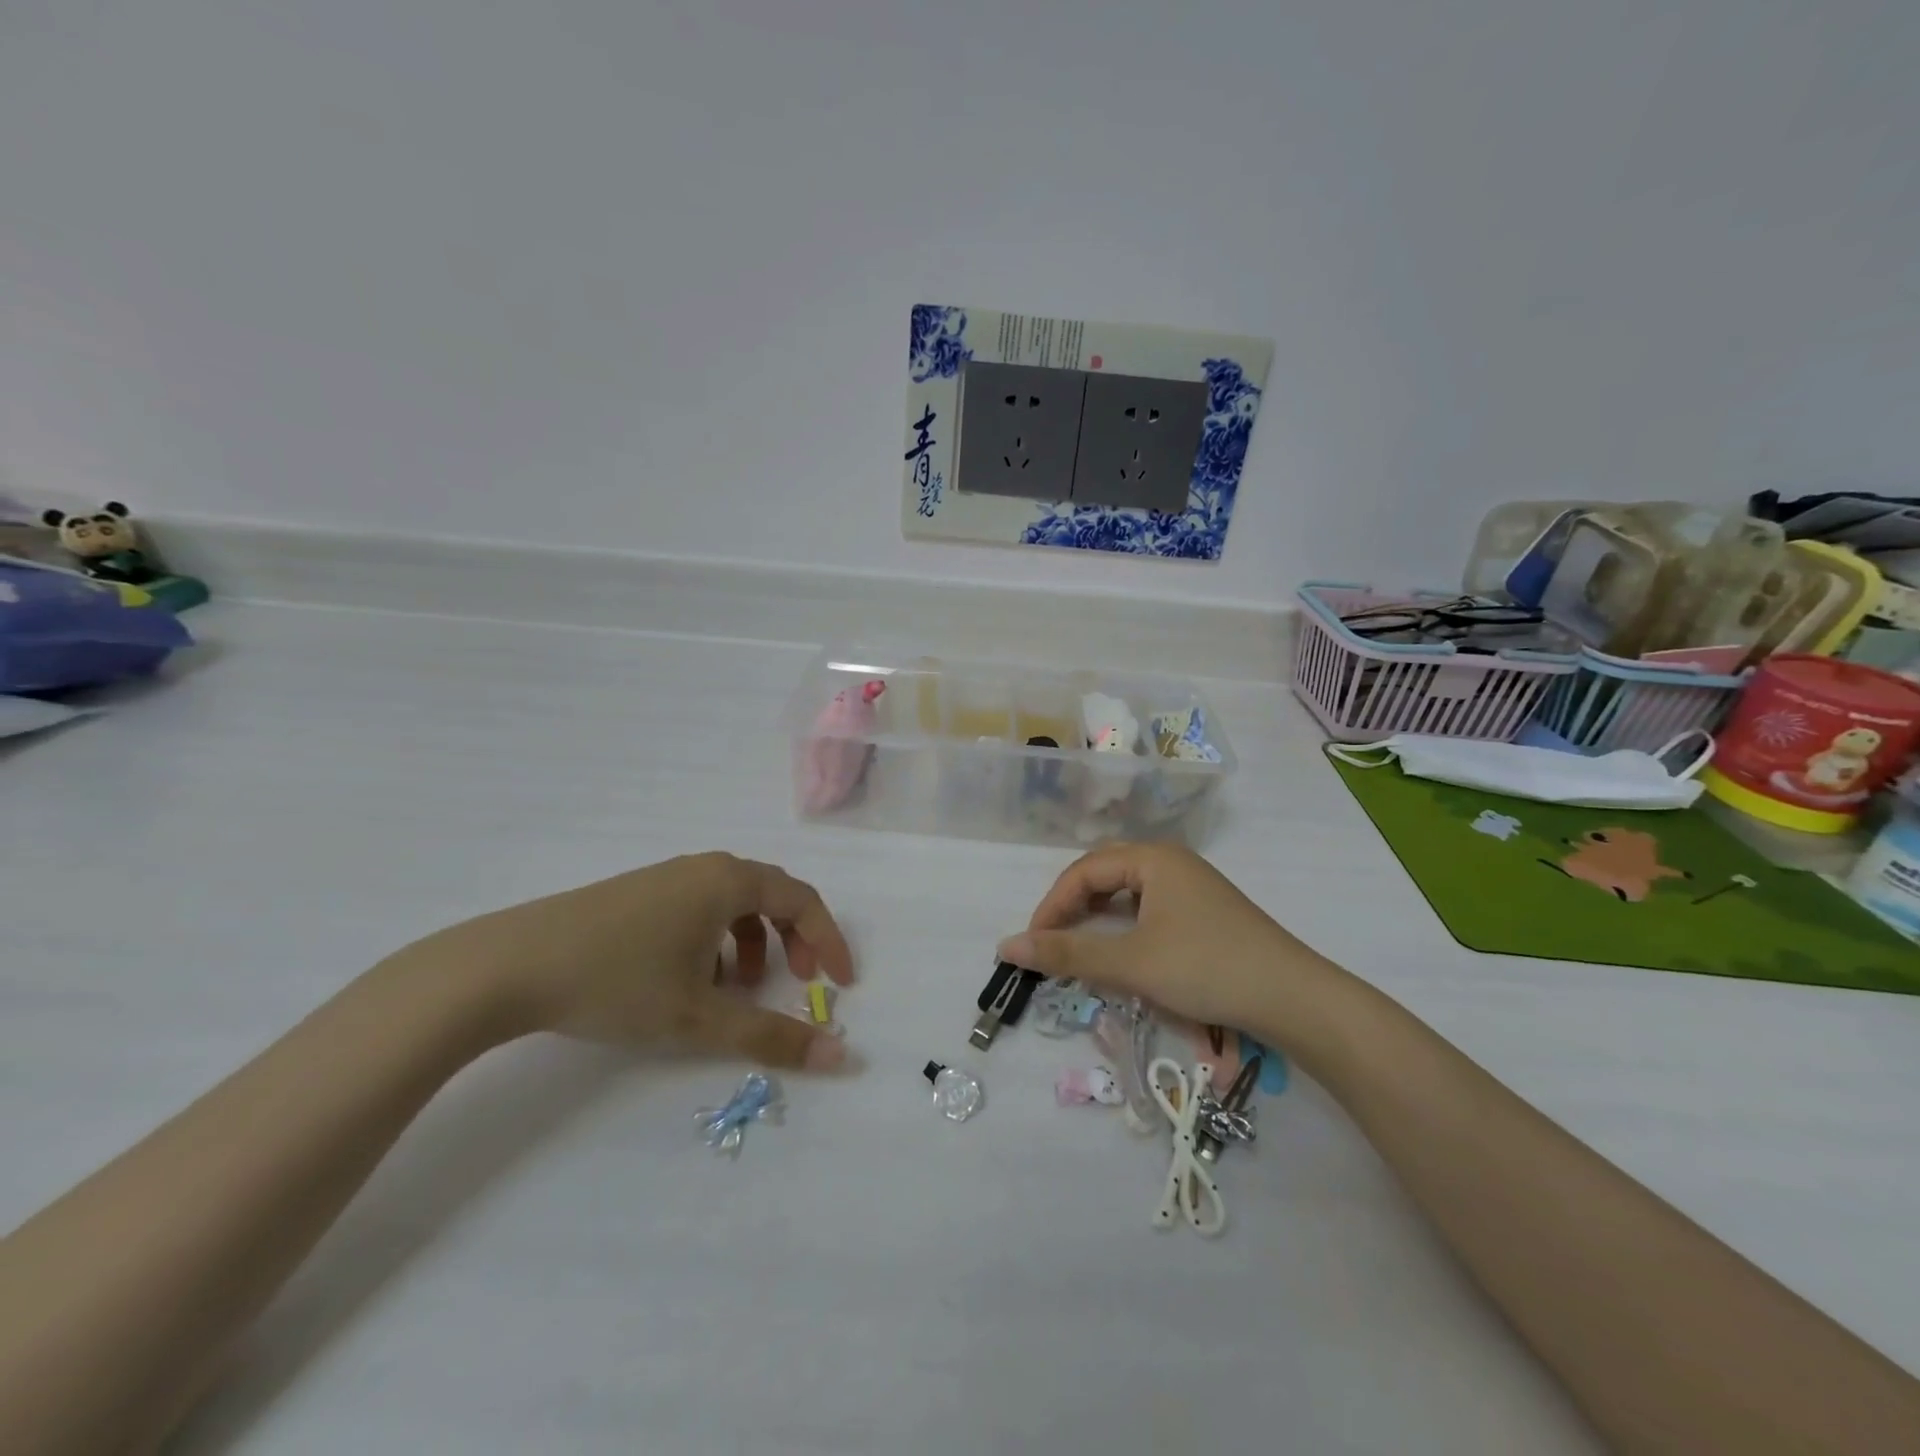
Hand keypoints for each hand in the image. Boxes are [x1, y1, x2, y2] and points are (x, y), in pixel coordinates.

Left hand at [395, 852, 854, 1070]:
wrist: (508, 966)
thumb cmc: (618, 981)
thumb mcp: (700, 1016)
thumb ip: (772, 1036)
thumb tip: (839, 1057)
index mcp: (729, 881)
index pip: (803, 900)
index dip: (829, 940)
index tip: (841, 984)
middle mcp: (705, 868)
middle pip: (772, 895)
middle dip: (794, 940)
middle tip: (798, 983)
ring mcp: (668, 877)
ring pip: (733, 904)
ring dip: (754, 944)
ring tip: (739, 992)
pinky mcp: (638, 894)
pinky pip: (700, 909)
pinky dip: (717, 941)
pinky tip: (691, 981)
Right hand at [998, 843, 1338, 1050]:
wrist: (1294, 998)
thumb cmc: (1206, 968)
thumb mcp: (1131, 963)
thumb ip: (1067, 954)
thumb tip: (1006, 947)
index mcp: (1152, 858)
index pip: (1083, 871)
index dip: (1051, 906)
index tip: (1033, 944)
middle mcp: (1171, 861)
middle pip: (1104, 874)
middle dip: (1072, 907)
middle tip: (1052, 943)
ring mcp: (1192, 885)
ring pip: (1128, 892)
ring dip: (1097, 917)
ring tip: (1078, 947)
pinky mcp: (1205, 911)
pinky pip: (1150, 907)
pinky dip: (1124, 926)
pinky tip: (1122, 950)